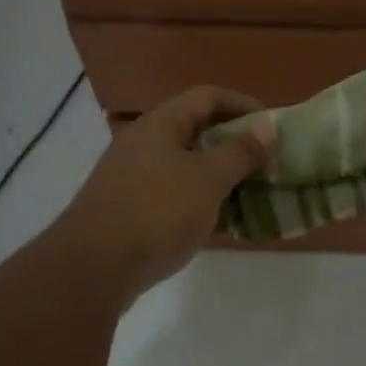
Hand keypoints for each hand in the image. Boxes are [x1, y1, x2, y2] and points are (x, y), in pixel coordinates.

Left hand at [56, 86, 275, 294]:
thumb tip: (268, 127)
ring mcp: (135, 177)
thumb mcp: (207, 180)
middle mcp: (145, 143)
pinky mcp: (132, 209)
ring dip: (222, 176)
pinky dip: (202, 201)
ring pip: (188, 165)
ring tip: (254, 193)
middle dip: (236, 144)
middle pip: (198, 130)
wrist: (93, 268)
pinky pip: (176, 194)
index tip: (273, 128)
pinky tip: (225, 222)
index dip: (244, 105)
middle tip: (268, 163)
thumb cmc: (157, 212)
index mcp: (161, 124)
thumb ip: (240, 152)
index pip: (208, 97)